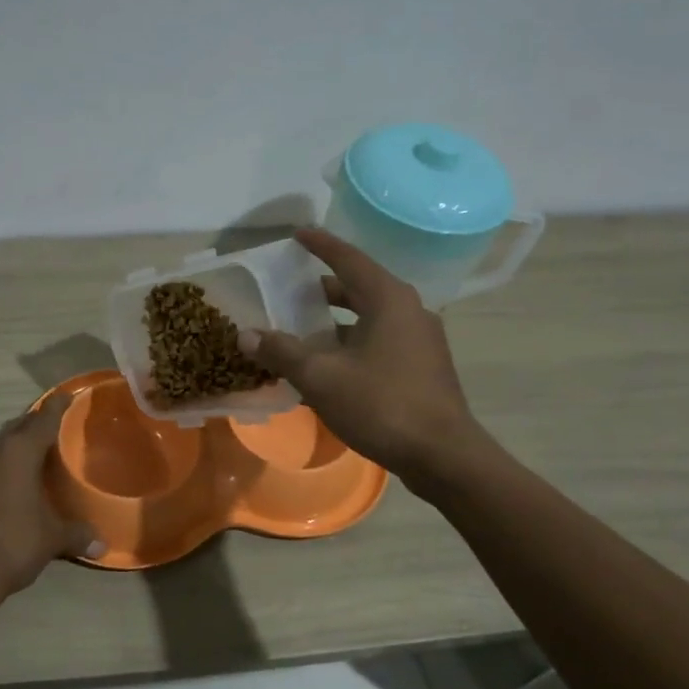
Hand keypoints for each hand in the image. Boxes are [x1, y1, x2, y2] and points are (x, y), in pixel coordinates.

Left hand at [0, 394, 99, 609]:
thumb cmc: (12, 545)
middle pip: (17, 428)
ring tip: (29, 456)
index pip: (44, 420)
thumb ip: (77, 534)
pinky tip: (3, 483)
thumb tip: (102, 543)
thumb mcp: (52, 539)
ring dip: (11, 447)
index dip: (58, 407)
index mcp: (18, 452)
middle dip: (34, 425)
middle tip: (52, 427)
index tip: (67, 395)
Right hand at [238, 227, 487, 482]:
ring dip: (335, 321)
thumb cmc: (382, 405)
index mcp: (388, 299)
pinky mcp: (422, 366)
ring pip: (369, 317)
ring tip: (301, 329)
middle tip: (289, 290)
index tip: (297, 233)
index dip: (320, 245)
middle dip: (323, 288)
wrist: (442, 455)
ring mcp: (420, 339)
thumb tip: (246, 335)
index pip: (348, 259)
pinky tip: (329, 364)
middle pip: (359, 287)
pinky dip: (351, 342)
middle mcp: (409, 310)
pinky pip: (379, 341)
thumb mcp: (322, 377)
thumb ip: (282, 352)